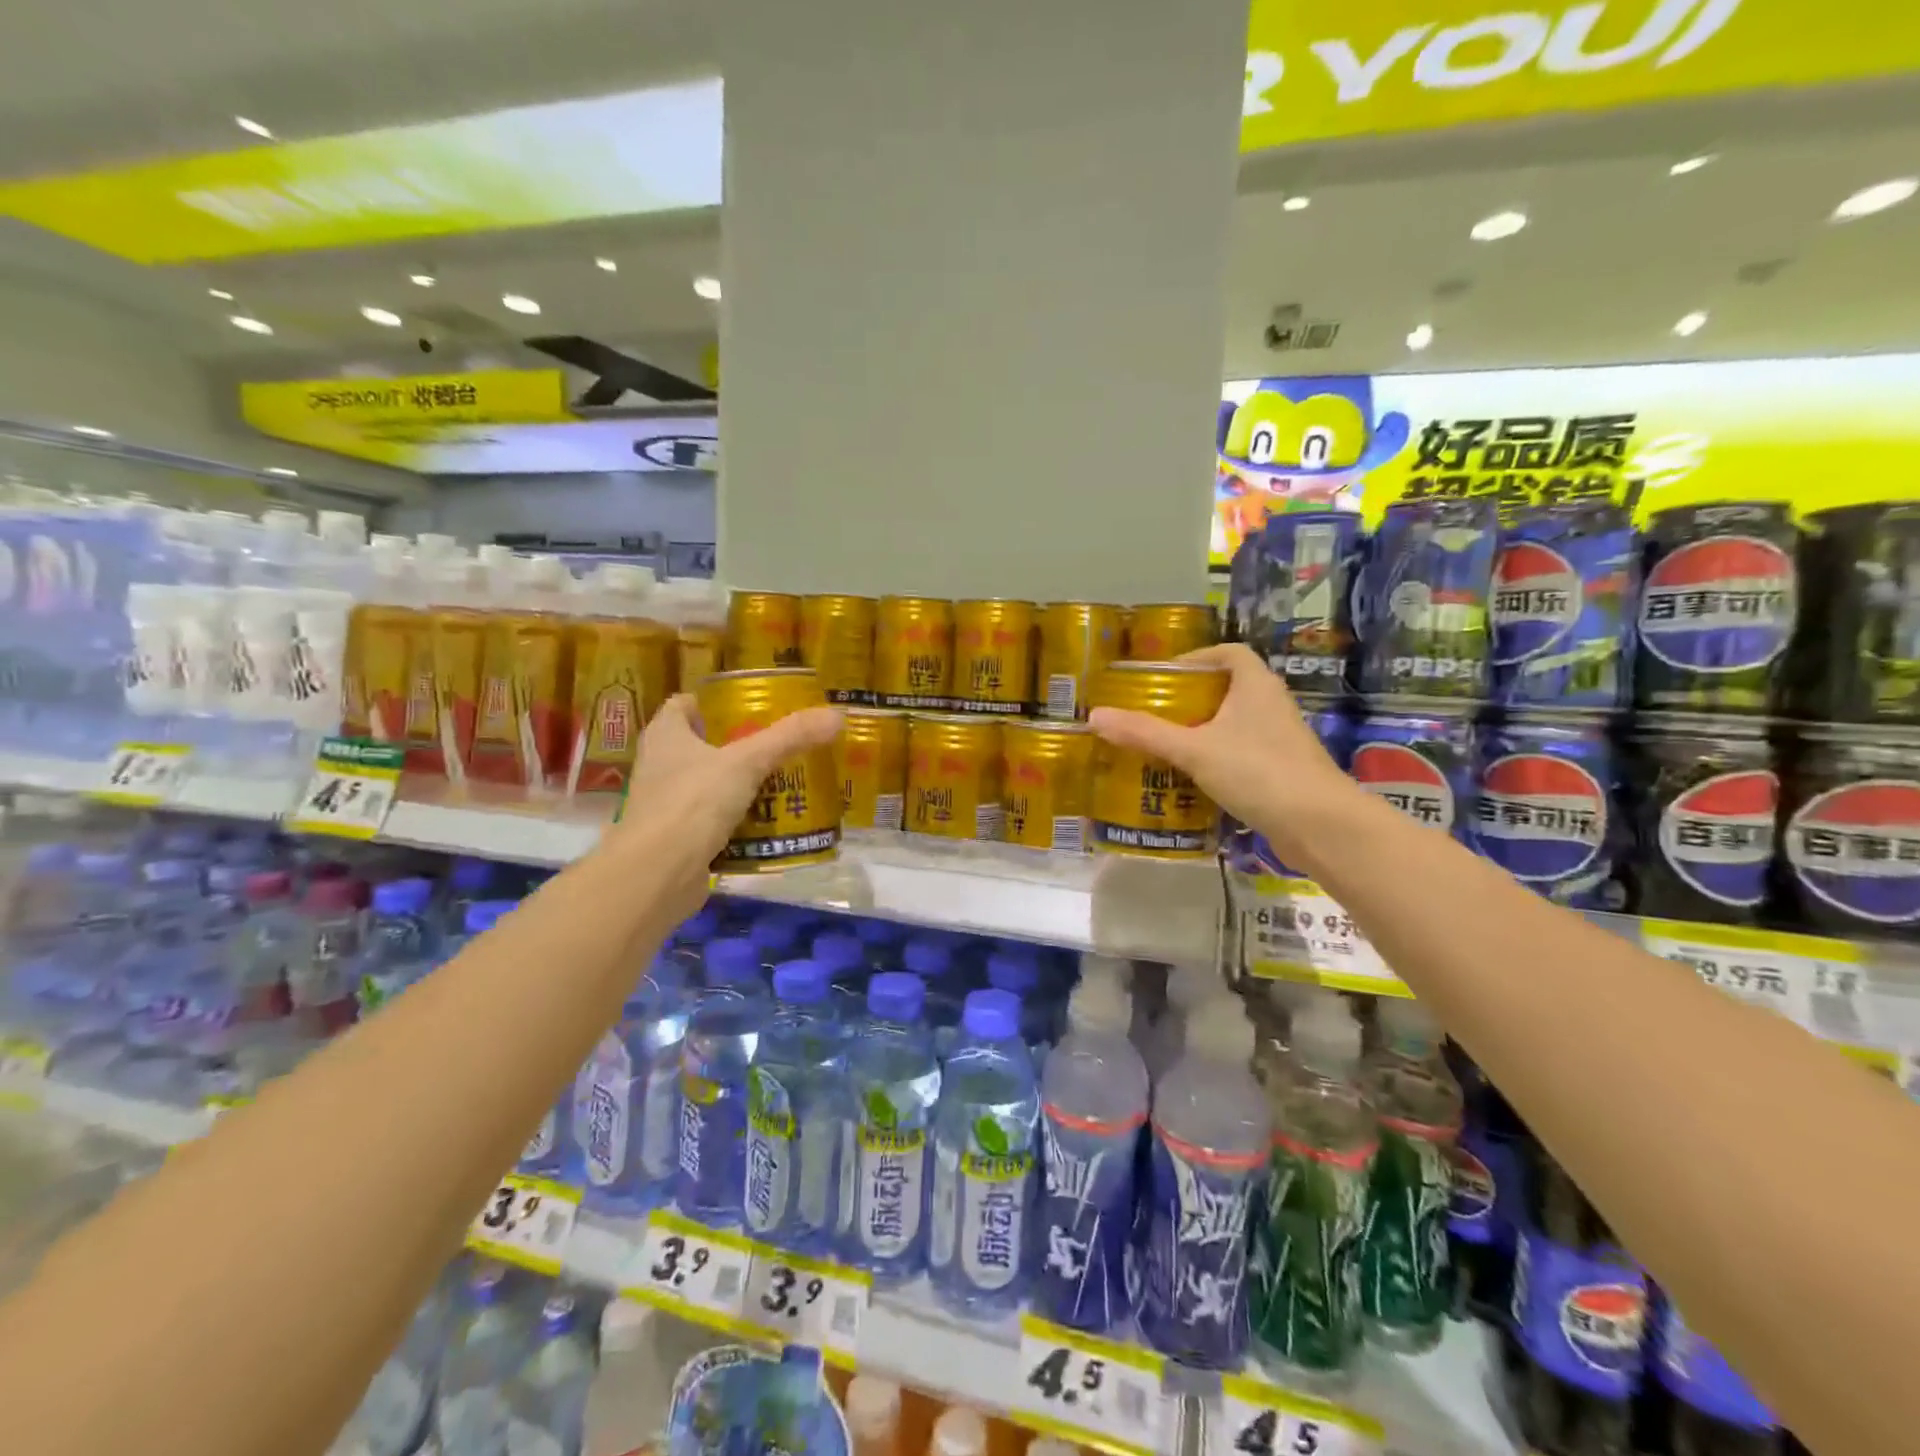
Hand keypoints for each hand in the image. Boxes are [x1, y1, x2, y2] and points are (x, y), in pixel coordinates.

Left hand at [608, 694, 842, 919]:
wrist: (658, 874)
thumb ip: (790, 737)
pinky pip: (712, 821)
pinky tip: (769, 822)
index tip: (749, 706)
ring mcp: (666, 804)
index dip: (713, 702)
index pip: (684, 705)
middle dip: (736, 744)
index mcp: (666, 735)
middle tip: (778, 744)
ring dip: (738, 784)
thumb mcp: (748, 762)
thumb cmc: (693, 802)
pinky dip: (737, 820)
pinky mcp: (677, 839)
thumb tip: (836, 715)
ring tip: (782, 780)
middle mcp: (660, 765)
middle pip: (700, 745)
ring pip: (707, 785)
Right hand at [1087, 644, 1360, 864]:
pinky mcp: (1281, 771)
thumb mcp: (1193, 750)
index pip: (1228, 653)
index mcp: (1255, 685)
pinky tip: (1190, 778)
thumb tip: (1094, 716)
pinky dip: (1215, 759)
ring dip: (1201, 731)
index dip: (1196, 658)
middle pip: (1226, 689)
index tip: (1164, 676)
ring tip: (1163, 745)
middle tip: (1153, 713)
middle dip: (1190, 699)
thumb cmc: (1257, 771)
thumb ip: (1145, 733)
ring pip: (1233, 724)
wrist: (1319, 825)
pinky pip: (1240, 754)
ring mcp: (1279, 739)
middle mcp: (1271, 705)